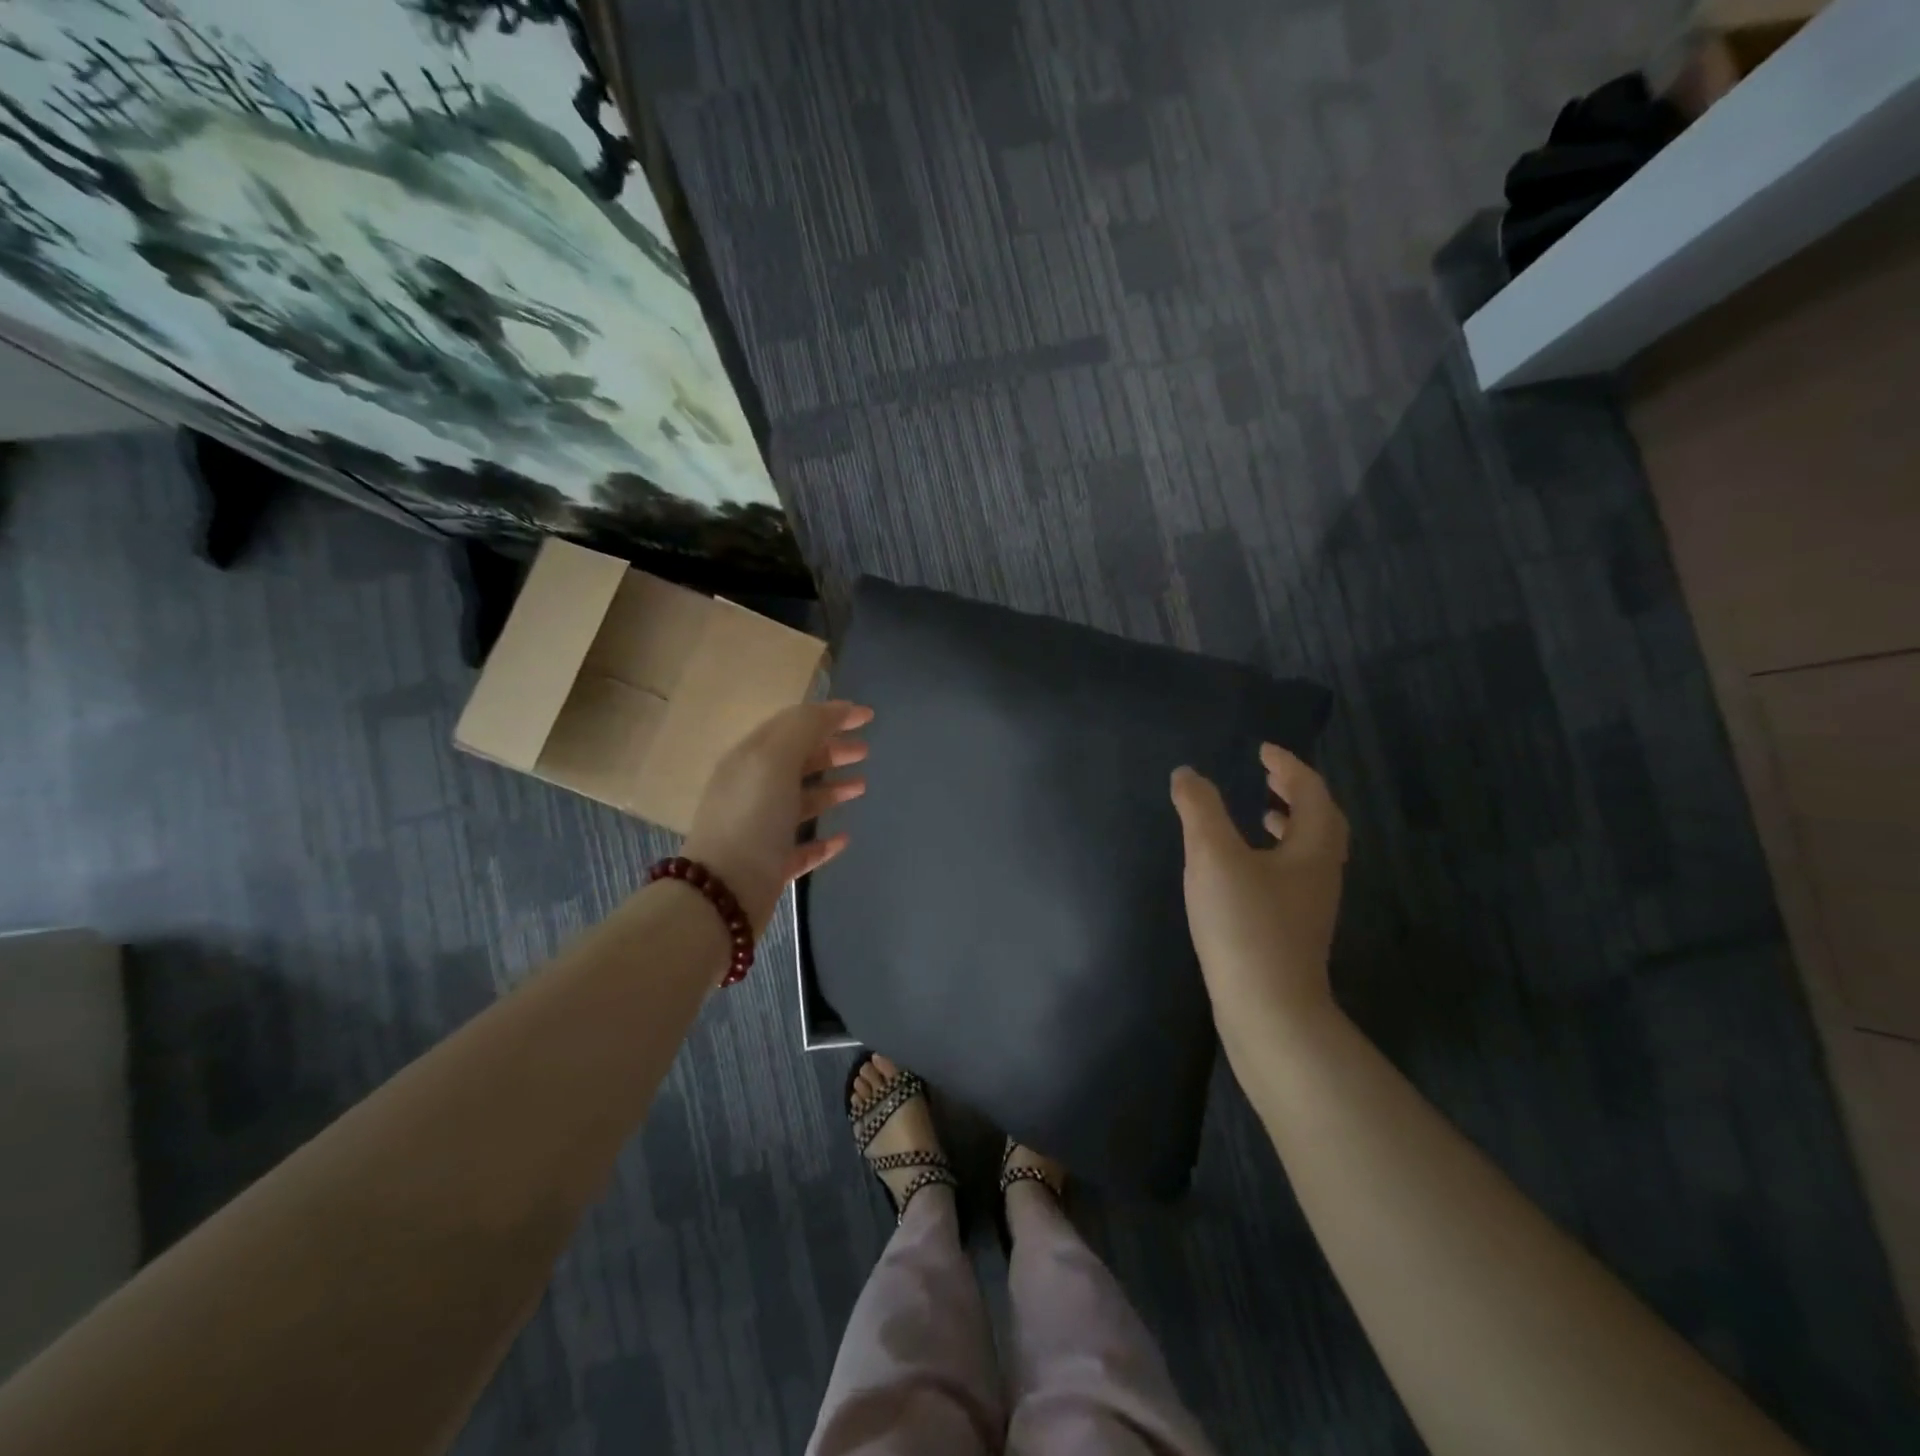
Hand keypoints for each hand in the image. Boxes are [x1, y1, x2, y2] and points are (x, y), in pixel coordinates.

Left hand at [683, 701, 872, 934]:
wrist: (724, 894)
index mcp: (750, 759)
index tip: (868, 716)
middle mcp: (752, 790)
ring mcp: (760, 829)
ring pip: (801, 801)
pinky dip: (823, 839)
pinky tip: (844, 838)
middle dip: (831, 750)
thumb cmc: (752, 818)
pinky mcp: (770, 866)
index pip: (793, 725)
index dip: (830, 715)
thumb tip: (836, 709)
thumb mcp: (775, 759)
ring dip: (831, 789)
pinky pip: (802, 846)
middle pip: (797, 762)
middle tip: (865, 751)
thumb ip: (805, 728)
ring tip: (861, 787)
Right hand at [1170, 745, 1348, 1060]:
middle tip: (1267, 775)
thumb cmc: (1245, 924)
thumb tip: (1187, 774)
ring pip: (1308, 850)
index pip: (1310, 791)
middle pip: (1320, 820)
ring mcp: (1311, 904)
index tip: (1262, 750)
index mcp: (1313, 847)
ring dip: (1287, 824)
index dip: (1288, 765)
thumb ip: (1199, 809)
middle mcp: (1321, 872)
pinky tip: (1243, 869)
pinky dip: (1274, 854)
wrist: (1267, 1009)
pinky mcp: (1294, 929)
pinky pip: (1292, 873)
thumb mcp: (1214, 857)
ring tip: (1259, 814)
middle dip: (1295, 792)